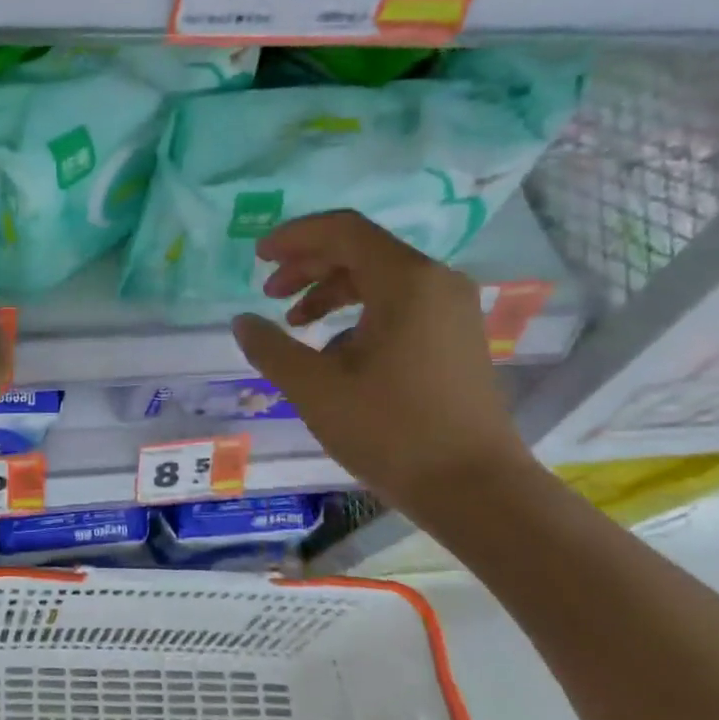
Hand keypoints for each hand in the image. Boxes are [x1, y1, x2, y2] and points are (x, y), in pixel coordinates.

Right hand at [231, 211, 534, 512]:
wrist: (474, 489)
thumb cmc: (391, 431)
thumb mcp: (315, 388)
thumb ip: (271, 347)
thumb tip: (243, 322)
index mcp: (406, 281)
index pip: (343, 230)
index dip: (294, 237)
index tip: (257, 258)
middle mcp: (435, 282)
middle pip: (361, 250)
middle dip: (308, 265)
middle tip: (268, 292)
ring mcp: (451, 309)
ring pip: (379, 278)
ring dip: (330, 290)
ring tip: (295, 323)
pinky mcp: (454, 336)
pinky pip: (398, 304)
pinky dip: (358, 313)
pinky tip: (332, 350)